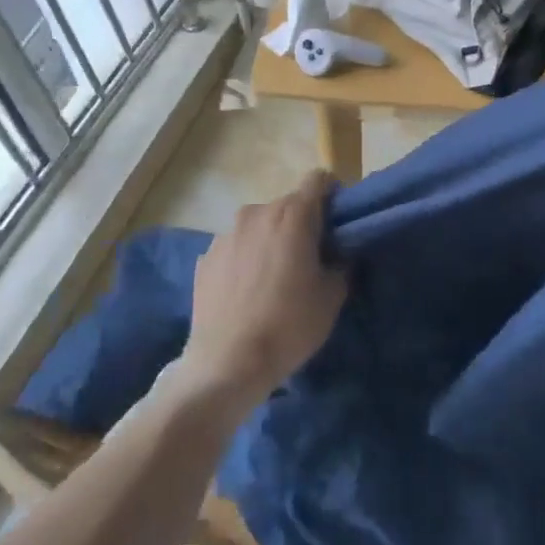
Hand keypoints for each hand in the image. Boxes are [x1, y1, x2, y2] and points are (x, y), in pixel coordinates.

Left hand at [179, 171, 347, 410]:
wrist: (227, 364)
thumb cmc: (289, 325)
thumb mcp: (332, 297)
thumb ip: (340, 263)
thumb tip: (334, 256)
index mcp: (293, 215)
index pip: (318, 180)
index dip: (332, 196)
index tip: (336, 224)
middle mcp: (256, 213)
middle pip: (288, 205)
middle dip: (301, 223)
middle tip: (309, 258)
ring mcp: (225, 234)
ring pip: (258, 226)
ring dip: (270, 240)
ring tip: (273, 278)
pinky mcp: (204, 258)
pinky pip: (235, 248)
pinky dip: (245, 260)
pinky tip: (246, 293)